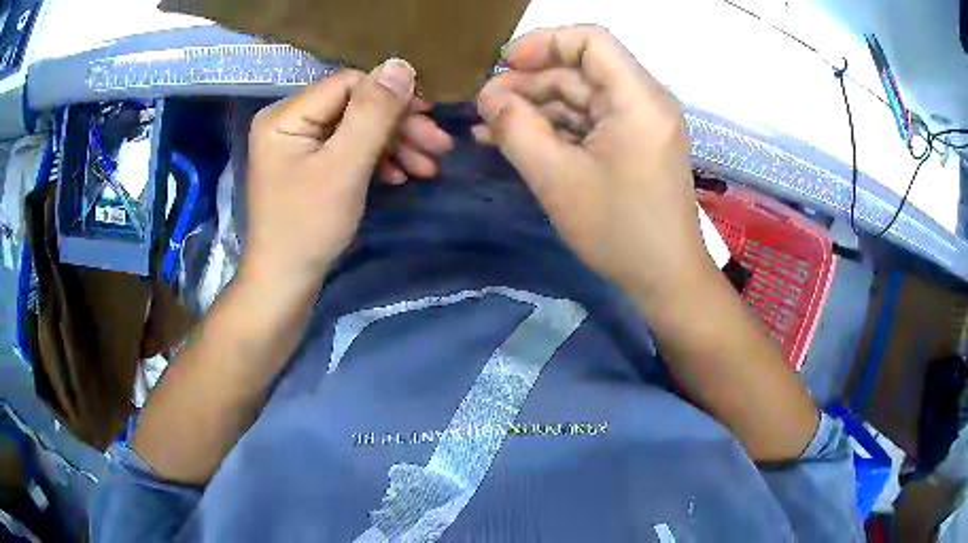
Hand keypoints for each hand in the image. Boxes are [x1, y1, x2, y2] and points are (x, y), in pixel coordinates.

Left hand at [244, 59, 450, 284]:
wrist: (286, 283)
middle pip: (354, 106)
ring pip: (356, 129)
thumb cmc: (309, 227)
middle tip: (439, 145)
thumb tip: (401, 65)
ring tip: (428, 167)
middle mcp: (289, 121)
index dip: (390, 96)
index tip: (429, 118)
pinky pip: (348, 149)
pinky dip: (377, 160)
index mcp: (286, 115)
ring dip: (394, 145)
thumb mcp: (345, 167)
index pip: (348, 84)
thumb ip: (373, 113)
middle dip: (398, 125)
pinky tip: (401, 176)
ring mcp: (299, 144)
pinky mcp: (310, 164)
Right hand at [475, 25, 712, 302]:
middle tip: (484, 108)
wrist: (667, 279)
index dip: (543, 42)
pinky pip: (591, 121)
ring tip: (491, 127)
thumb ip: (515, 129)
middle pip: (580, 69)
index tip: (504, 65)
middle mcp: (644, 100)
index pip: (590, 40)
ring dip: (536, 107)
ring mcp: (641, 123)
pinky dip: (556, 127)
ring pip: (581, 96)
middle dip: (529, 82)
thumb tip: (489, 98)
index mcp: (637, 98)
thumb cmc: (618, 230)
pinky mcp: (635, 143)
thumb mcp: (556, 179)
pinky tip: (519, 140)